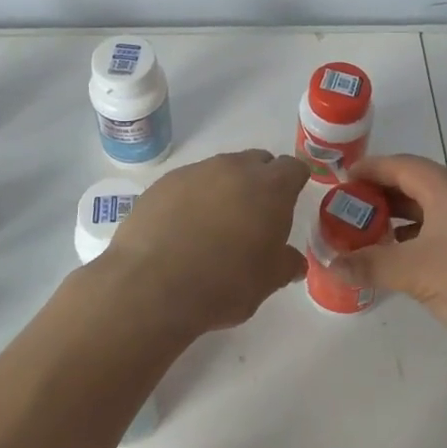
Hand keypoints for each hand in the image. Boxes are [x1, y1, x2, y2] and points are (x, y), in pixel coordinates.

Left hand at [100, 149, 310, 338]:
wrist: (152, 286)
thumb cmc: (224, 283)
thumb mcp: (267, 282)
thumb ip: (286, 264)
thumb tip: (294, 261)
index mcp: (270, 187)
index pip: (293, 168)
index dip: (294, 183)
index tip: (289, 204)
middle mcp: (234, 168)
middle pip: (257, 162)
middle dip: (260, 182)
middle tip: (254, 216)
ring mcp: (195, 172)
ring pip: (220, 170)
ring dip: (224, 189)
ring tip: (214, 226)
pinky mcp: (163, 183)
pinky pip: (188, 183)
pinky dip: (192, 199)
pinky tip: (182, 229)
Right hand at [332, 154, 446, 355]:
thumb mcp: (416, 273)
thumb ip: (371, 265)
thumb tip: (330, 263)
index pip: (400, 165)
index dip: (369, 169)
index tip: (342, 180)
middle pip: (417, 184)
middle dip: (382, 197)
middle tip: (352, 214)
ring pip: (436, 209)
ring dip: (404, 220)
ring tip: (377, 239)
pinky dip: (426, 237)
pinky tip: (416, 263)